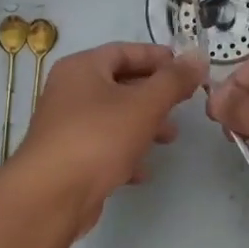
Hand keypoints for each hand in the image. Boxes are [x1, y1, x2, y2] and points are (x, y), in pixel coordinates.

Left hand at [8, 41, 207, 235]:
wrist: (51, 197)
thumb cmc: (98, 138)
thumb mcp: (144, 105)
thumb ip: (174, 80)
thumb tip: (197, 57)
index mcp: (82, 68)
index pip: (124, 51)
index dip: (157, 57)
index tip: (186, 67)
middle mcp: (70, 91)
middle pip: (120, 84)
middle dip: (154, 94)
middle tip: (183, 103)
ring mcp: (66, 126)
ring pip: (114, 117)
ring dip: (144, 125)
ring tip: (171, 138)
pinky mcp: (68, 158)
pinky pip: (103, 146)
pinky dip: (126, 153)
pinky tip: (144, 170)